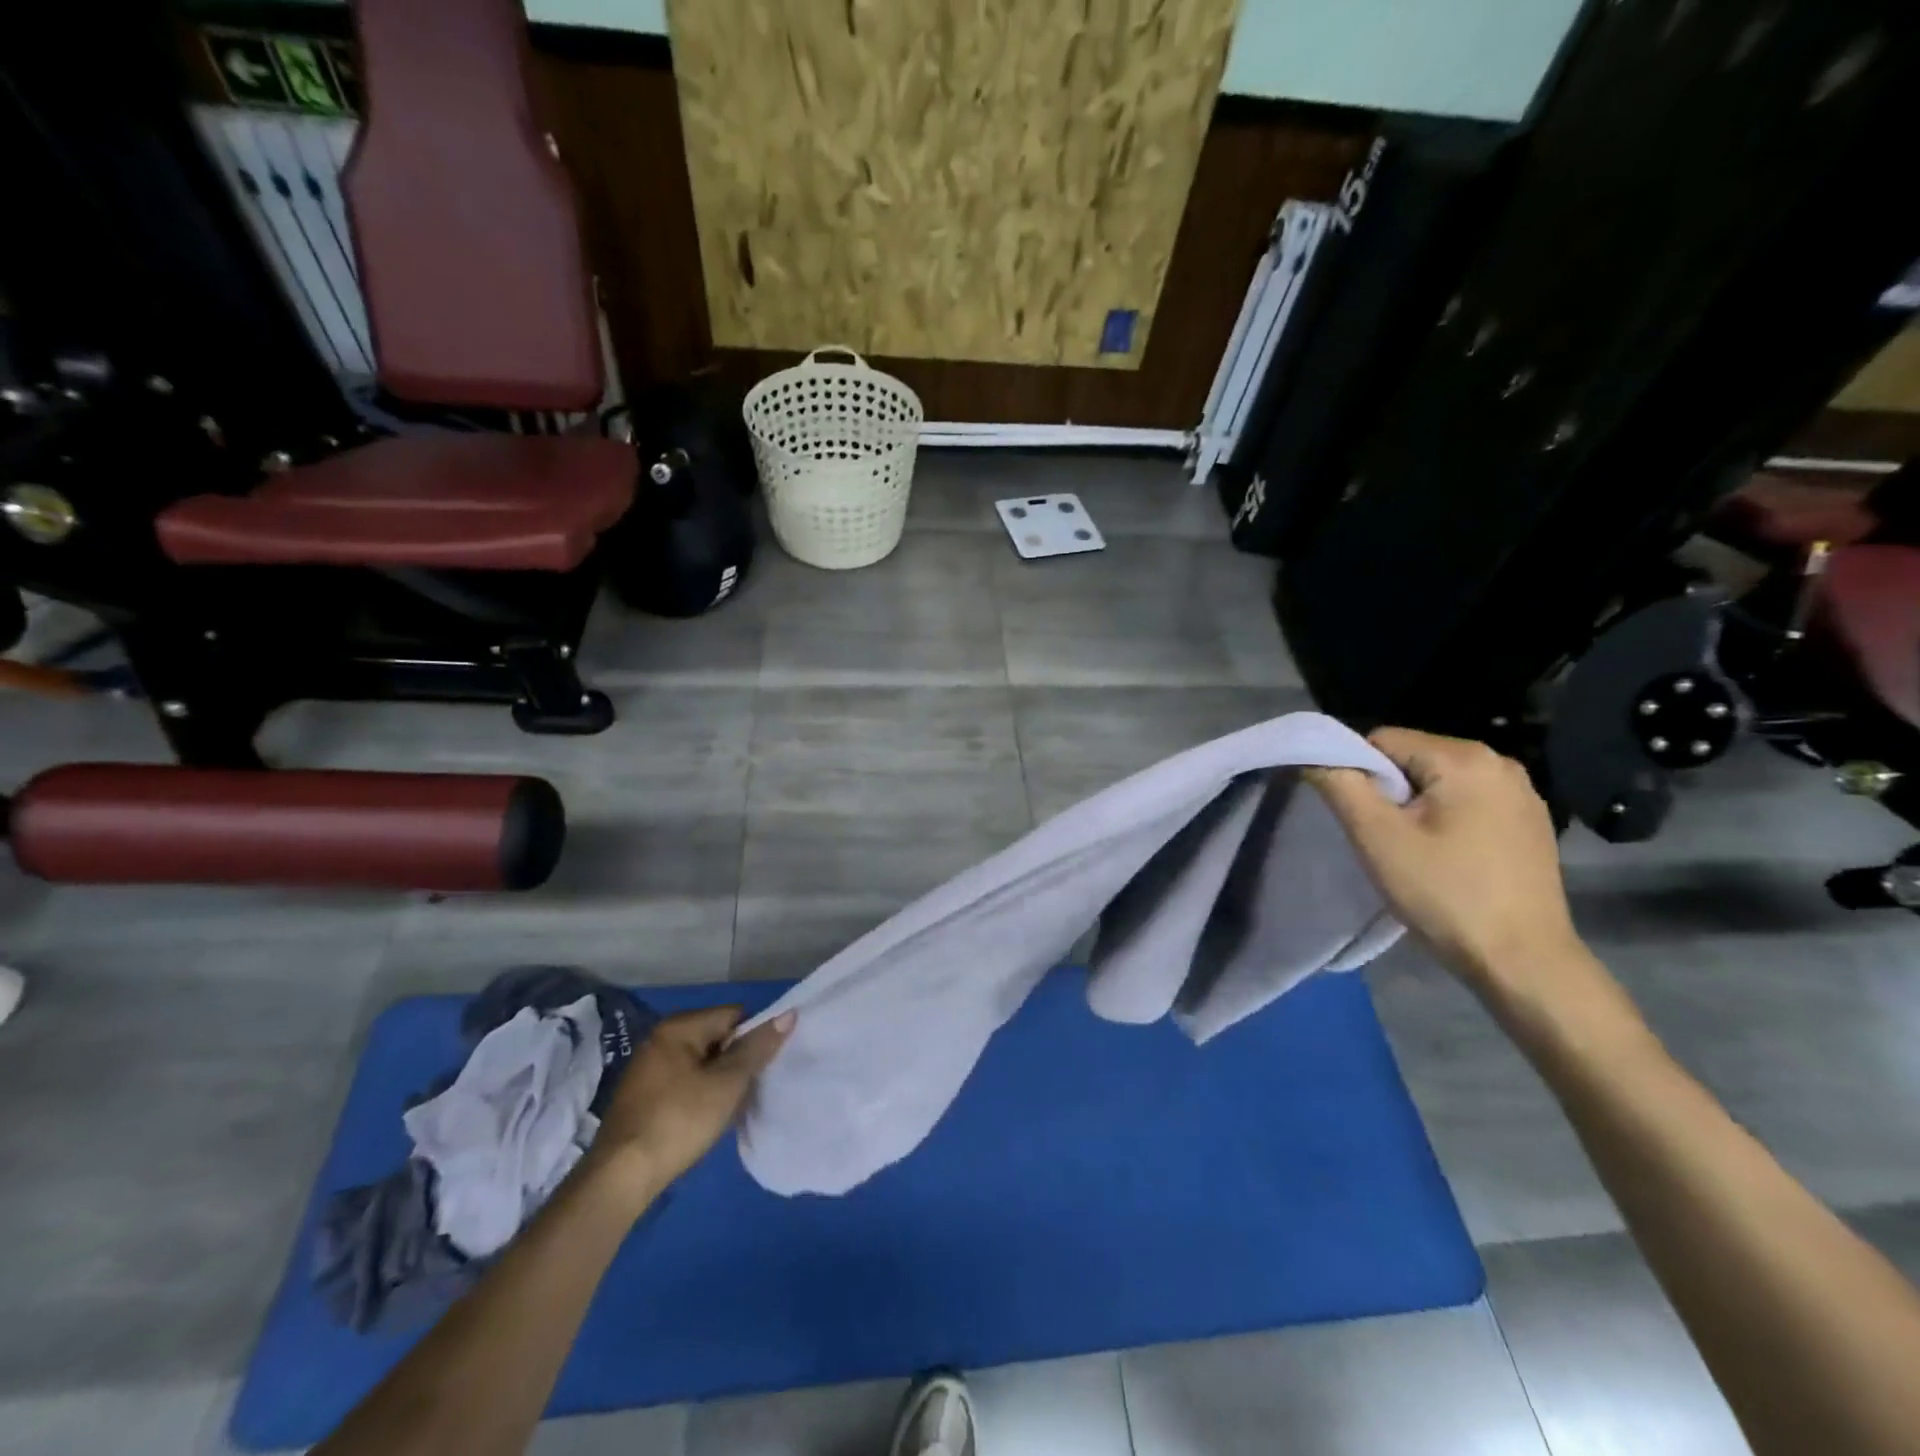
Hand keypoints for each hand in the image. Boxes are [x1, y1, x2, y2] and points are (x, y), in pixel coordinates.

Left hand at [584, 1006, 793, 1200]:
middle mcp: (660, 1040)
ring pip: (701, 1064)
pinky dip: (700, 1095)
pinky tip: (707, 1119)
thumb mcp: (727, 1083)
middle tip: (749, 1090)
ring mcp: (648, 1069)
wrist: (620, 1179)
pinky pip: (684, 1083)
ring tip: (732, 1108)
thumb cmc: (679, 1121)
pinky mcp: (642, 1097)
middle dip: (737, 1062)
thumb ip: (757, 1048)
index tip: (763, 1068)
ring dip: (720, 1081)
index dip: (754, 1037)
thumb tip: (789, 1014)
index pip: (733, 1015)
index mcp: (678, 1028)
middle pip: (716, 1038)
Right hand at [1307, 727, 1587, 996]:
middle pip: (1412, 759)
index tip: (1360, 819)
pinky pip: (1467, 803)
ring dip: (1415, 808)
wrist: (1523, 962)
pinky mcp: (1530, 823)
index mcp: (1465, 757)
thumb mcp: (1377, 837)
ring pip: (1438, 782)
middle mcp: (1500, 762)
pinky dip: (1445, 821)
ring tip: (1413, 853)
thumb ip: (1339, 784)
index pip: (1382, 740)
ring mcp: (1522, 793)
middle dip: (1388, 792)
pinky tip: (1447, 859)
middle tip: (1384, 840)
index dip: (1358, 775)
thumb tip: (1311, 753)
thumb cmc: (1445, 894)